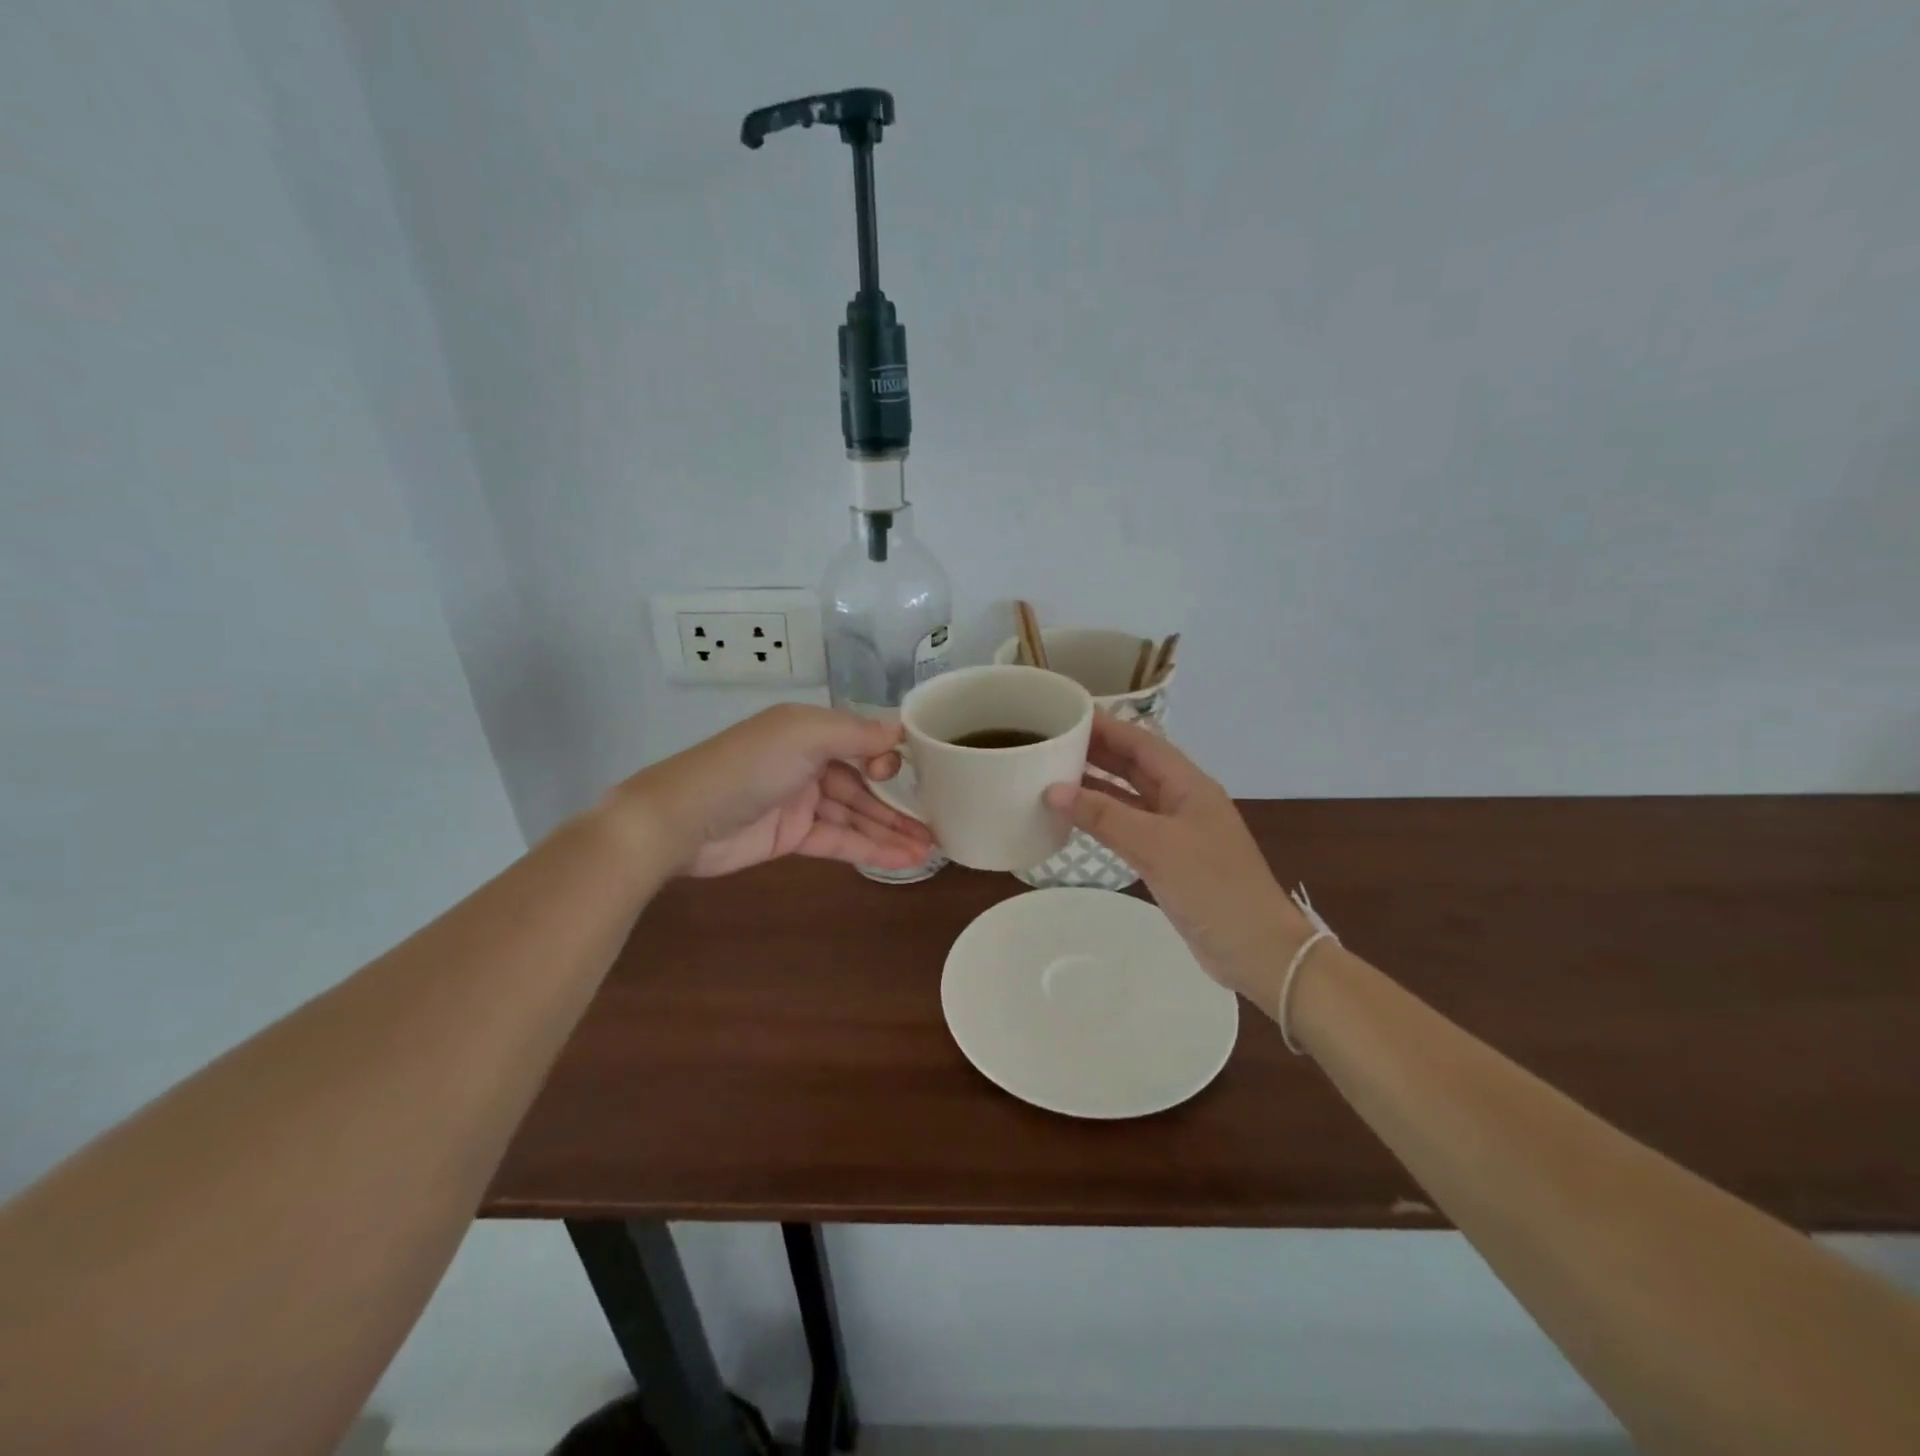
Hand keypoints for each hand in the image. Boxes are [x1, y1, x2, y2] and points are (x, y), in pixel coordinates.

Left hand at [614, 705, 932, 877]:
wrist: (681, 819)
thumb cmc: (747, 766)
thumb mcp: (804, 736)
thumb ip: (855, 733)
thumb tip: (901, 730)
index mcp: (810, 730)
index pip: (862, 740)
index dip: (891, 757)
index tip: (921, 775)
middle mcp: (809, 762)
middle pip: (864, 783)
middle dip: (900, 804)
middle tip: (940, 823)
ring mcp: (801, 802)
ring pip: (856, 815)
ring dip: (891, 831)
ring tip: (931, 850)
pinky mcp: (792, 837)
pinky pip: (839, 840)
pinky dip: (869, 849)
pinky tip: (900, 860)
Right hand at [1044, 714, 1309, 1004]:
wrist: (1256, 950)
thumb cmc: (1212, 887)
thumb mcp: (1155, 846)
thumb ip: (1104, 816)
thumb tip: (1053, 790)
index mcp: (1189, 786)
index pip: (1142, 743)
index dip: (1108, 726)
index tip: (1069, 714)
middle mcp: (1183, 801)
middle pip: (1136, 766)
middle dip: (1098, 751)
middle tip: (1053, 741)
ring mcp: (1177, 831)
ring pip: (1130, 797)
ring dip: (1097, 785)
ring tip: (1055, 772)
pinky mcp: (1169, 860)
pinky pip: (1129, 827)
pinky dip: (1104, 818)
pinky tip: (1078, 817)